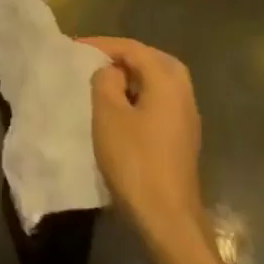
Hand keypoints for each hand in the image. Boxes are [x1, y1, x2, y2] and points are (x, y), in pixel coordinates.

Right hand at [86, 37, 204, 254]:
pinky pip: (161, 102)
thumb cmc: (135, 161)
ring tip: (105, 81)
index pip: (135, 49)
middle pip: (155, 61)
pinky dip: (141, 95)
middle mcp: (184, 95)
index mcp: (167, 82)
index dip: (104, 44)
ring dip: (135, 76)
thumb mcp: (108, 115)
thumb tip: (112, 72)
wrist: (167, 219)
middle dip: (126, 56)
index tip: (76, 47)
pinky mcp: (182, 139)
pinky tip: (121, 108)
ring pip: (161, 83)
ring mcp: (187, 119)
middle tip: (97, 59)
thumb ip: (106, 82)